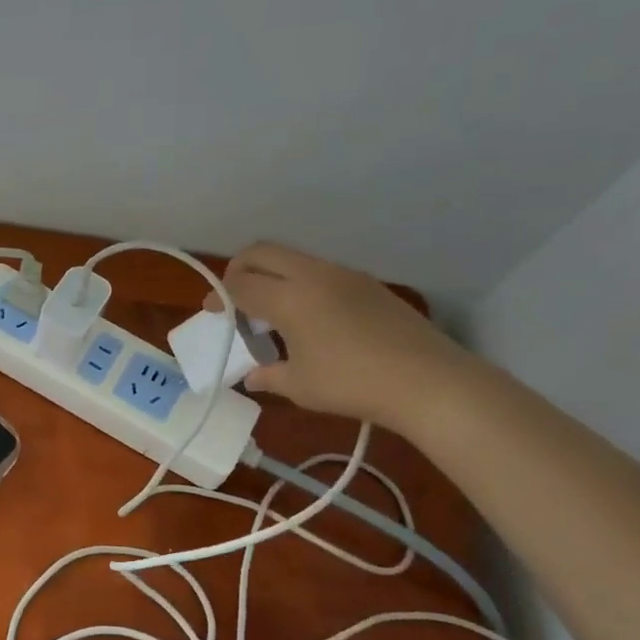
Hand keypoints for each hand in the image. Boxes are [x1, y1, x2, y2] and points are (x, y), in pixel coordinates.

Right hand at [210, 243, 469, 429]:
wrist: (428, 381)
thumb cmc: (353, 385)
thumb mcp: (301, 387)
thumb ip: (269, 376)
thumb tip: (253, 377)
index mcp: (290, 298)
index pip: (240, 283)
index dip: (219, 295)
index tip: (211, 312)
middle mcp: (314, 275)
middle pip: (263, 252)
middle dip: (239, 270)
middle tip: (234, 299)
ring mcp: (344, 275)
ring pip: (293, 259)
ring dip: (272, 276)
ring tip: (272, 314)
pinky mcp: (367, 284)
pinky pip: (319, 272)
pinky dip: (300, 284)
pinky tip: (310, 319)